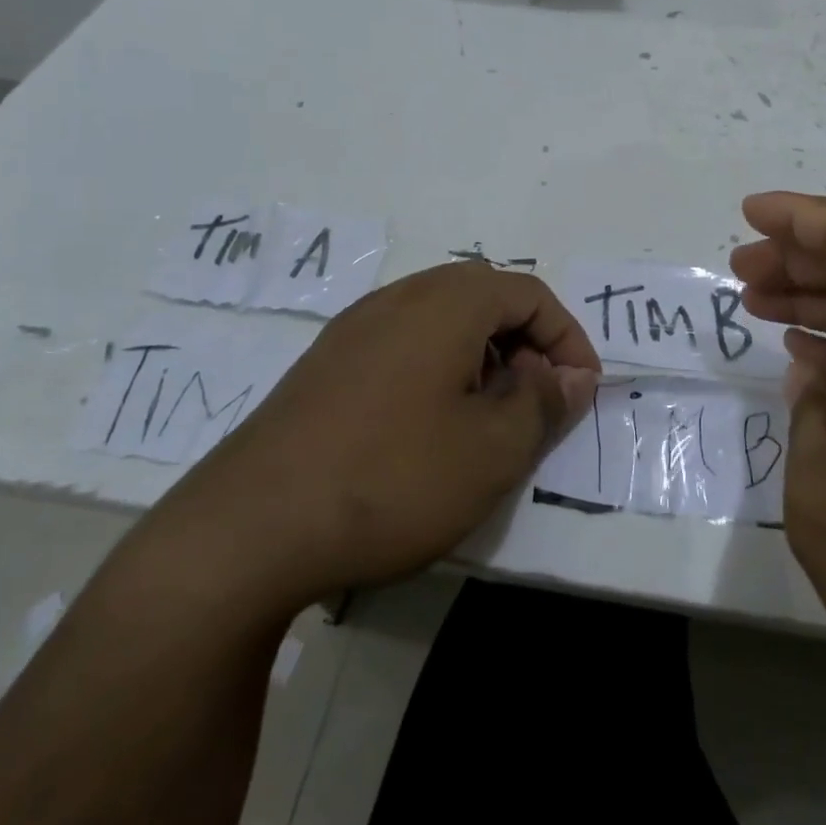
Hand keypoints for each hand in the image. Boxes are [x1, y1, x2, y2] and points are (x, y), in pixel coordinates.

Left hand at [127, 262, 600, 626]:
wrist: (246, 531)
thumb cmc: (390, 480)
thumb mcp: (491, 451)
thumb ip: (543, 403)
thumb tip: (570, 375)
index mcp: (446, 304)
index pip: (529, 293)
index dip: (567, 337)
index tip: (579, 391)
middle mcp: (399, 298)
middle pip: (484, 295)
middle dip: (525, 339)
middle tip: (537, 398)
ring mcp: (354, 328)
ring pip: (441, 317)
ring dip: (481, 352)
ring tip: (489, 413)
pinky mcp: (324, 363)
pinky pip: (402, 342)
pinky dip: (438, 365)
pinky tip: (428, 424)